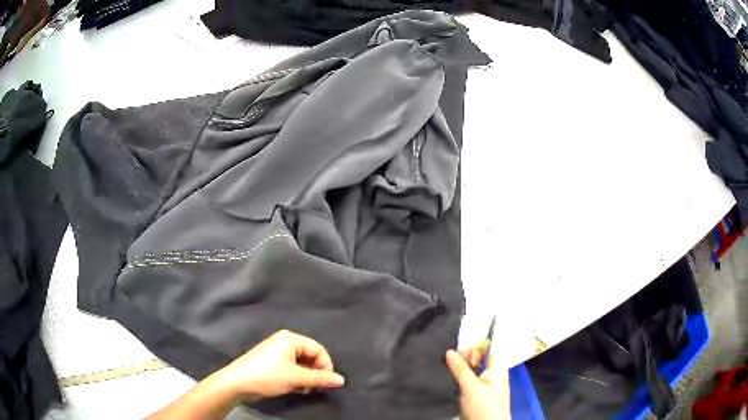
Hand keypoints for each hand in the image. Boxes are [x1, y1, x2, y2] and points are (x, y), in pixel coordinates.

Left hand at [216, 330, 345, 400]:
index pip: (319, 350)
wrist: (237, 383)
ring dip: (306, 378)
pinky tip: (293, 388)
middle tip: (313, 388)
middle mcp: (284, 342)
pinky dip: (296, 378)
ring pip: (302, 365)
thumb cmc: (267, 376)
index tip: (327, 382)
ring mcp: (277, 352)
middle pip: (310, 357)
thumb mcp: (296, 378)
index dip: (326, 366)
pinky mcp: (272, 363)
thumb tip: (341, 380)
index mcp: (290, 338)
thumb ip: (320, 379)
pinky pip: (292, 368)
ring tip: (302, 389)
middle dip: (314, 373)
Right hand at [446, 348, 510, 419]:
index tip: (458, 343)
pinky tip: (448, 378)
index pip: (488, 349)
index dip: (476, 344)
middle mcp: (492, 375)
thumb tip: (450, 351)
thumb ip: (461, 368)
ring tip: (445, 365)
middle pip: (479, 360)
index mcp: (497, 368)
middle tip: (448, 356)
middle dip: (464, 357)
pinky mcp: (475, 396)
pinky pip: (467, 382)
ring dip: (460, 369)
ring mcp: (484, 386)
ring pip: (471, 372)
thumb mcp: (471, 385)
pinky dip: (458, 379)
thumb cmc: (484, 405)